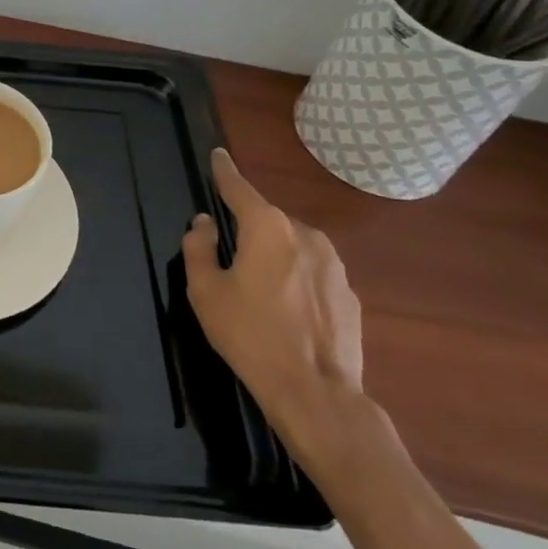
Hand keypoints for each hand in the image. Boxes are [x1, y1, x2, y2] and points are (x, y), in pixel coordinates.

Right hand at [182, 149, 366, 459]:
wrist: (316, 394)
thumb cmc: (250, 336)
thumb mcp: (206, 291)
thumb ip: (198, 248)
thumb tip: (205, 223)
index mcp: (267, 228)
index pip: (239, 188)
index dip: (225, 171)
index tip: (218, 155)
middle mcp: (304, 235)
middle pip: (267, 220)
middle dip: (248, 229)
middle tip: (230, 257)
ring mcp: (333, 265)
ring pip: (292, 246)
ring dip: (274, 255)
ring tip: (259, 289)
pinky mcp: (349, 294)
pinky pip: (313, 273)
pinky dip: (296, 279)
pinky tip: (287, 311)